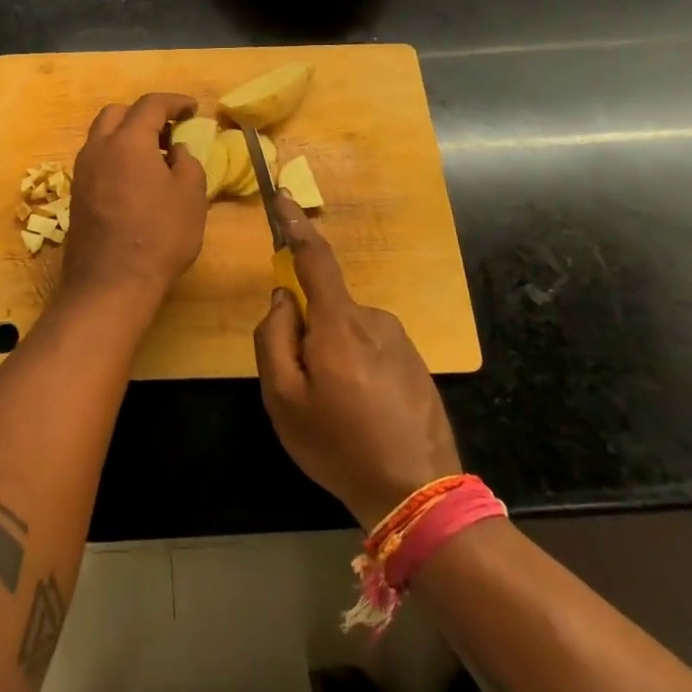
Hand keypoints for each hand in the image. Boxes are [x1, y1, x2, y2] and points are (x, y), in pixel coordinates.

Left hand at [58, 93, 207, 322]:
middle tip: (169, 131)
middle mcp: (99, 148)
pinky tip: (135, 179)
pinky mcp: (77, 194)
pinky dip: (116, 156)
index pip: (150, 105)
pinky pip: (97, 160)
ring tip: (154, 156)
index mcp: (128, 141)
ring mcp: (82, 171)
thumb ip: (187, 163)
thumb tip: (176, 151)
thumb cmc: (158, 236)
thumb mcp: (191, 197)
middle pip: (118, 114)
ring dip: (127, 135)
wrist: (110, 283)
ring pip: (103, 136)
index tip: (193, 109)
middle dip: (144, 114)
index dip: (175, 102)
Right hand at [253, 195, 461, 529]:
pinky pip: (372, 350)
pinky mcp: (417, 363)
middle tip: (307, 389)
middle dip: (309, 332)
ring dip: (335, 355)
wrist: (418, 494)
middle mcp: (373, 318)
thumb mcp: (283, 398)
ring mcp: (400, 340)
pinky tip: (365, 415)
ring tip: (339, 411)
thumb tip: (283, 297)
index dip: (296, 224)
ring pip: (349, 332)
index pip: (314, 257)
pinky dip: (358, 370)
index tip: (284, 196)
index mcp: (338, 322)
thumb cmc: (339, 445)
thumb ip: (273, 337)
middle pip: (326, 306)